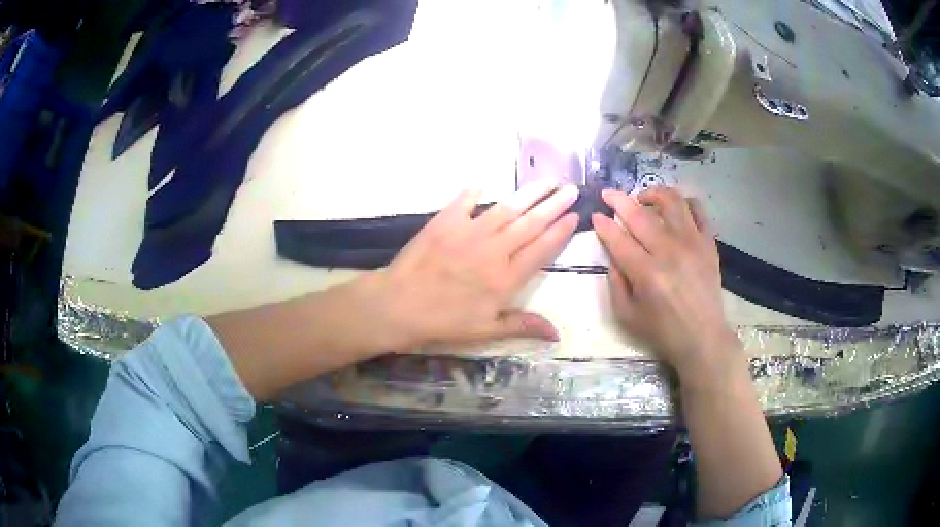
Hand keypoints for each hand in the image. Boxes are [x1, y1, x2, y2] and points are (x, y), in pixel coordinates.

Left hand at [359, 181, 579, 351]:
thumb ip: (522, 326)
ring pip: (507, 208)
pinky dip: (475, 191)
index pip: (542, 249)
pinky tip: (485, 183)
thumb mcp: (485, 331)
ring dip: (529, 193)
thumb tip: (557, 334)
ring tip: (547, 180)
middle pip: (531, 223)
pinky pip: (465, 201)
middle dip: (554, 204)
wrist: (398, 306)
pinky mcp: (445, 221)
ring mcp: (469, 232)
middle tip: (571, 189)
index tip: (575, 216)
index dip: (561, 231)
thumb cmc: (443, 322)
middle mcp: (494, 250)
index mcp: (506, 278)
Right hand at [592, 187, 740, 381]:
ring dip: (652, 193)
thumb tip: (613, 253)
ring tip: (643, 199)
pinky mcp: (708, 242)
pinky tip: (673, 210)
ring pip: (671, 200)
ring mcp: (692, 242)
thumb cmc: (663, 331)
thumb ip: (615, 281)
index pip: (618, 238)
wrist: (703, 338)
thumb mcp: (626, 315)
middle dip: (618, 199)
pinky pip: (697, 209)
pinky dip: (683, 202)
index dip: (603, 224)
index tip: (595, 215)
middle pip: (639, 213)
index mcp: (647, 273)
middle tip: (609, 195)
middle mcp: (669, 251)